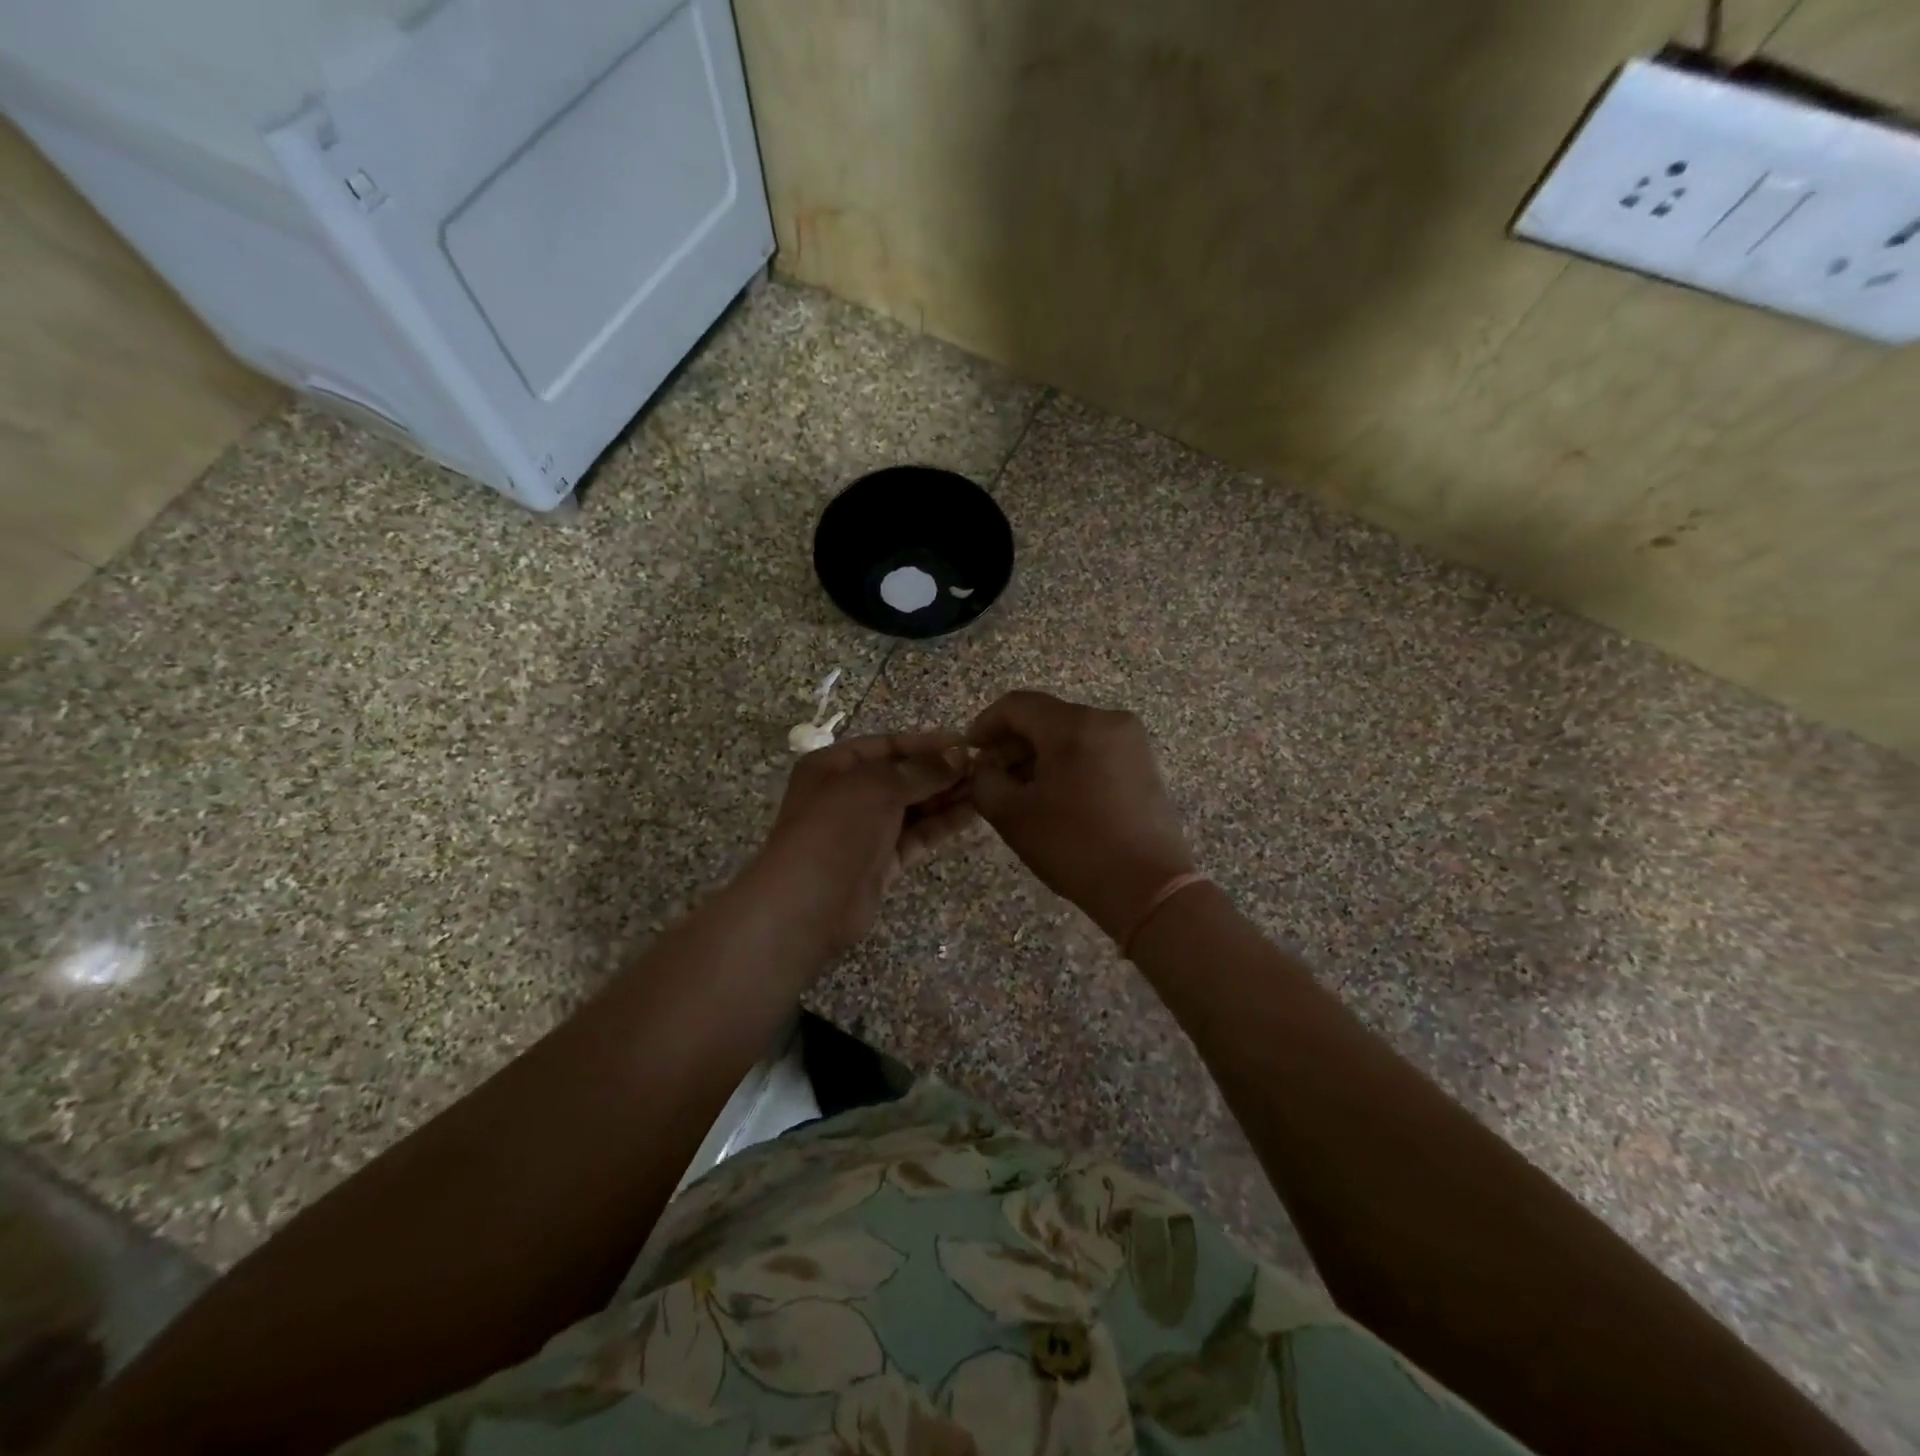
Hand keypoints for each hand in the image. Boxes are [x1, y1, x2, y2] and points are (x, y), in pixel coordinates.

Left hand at [748, 731, 975, 955]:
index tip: (965, 743)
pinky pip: (916, 836)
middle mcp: (848, 794)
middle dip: (940, 771)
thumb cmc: (836, 828)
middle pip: (901, 776)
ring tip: (986, 786)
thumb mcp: (877, 786)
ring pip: (912, 807)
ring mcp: (865, 831)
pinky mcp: (882, 862)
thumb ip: (920, 771)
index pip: (887, 745)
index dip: (925, 743)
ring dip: (946, 796)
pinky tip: (972, 813)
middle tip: (983, 767)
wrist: (808, 903)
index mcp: (834, 766)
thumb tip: (959, 756)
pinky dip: (942, 824)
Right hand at [968, 690, 1194, 941]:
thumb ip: (985, 781)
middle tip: (991, 775)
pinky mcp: (1143, 763)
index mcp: (1073, 725)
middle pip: (1046, 717)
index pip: (1017, 705)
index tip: (971, 750)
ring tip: (1020, 790)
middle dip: (1013, 742)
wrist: (1148, 887)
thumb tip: (985, 767)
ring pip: (1071, 733)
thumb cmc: (1074, 847)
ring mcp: (1131, 740)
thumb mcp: (1013, 816)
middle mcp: (1106, 719)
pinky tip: (1055, 795)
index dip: (986, 723)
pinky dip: (1068, 762)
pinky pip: (1094, 749)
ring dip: (1040, 754)